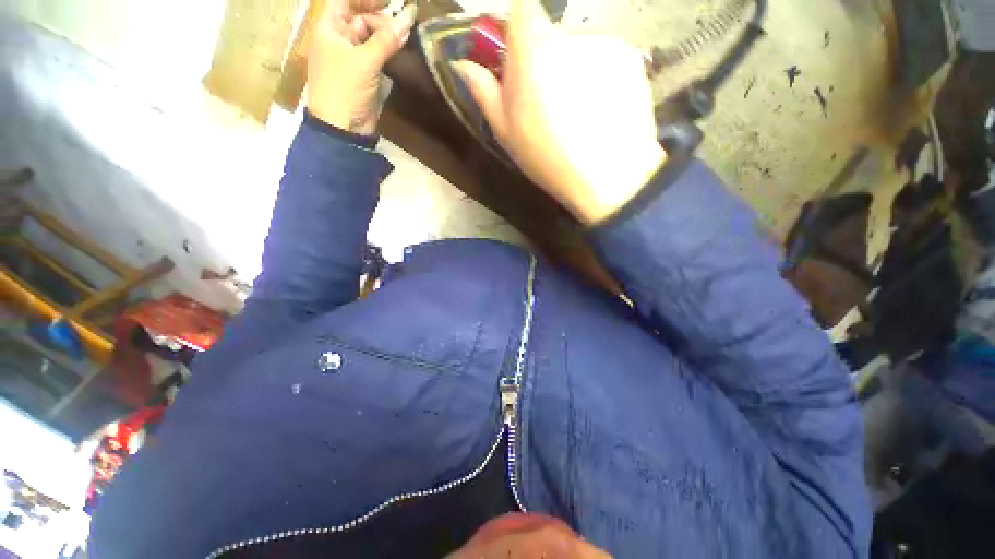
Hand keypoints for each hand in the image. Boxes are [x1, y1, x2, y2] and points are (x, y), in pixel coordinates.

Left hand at [307, 0, 416, 134]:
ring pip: (371, 38)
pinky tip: (402, 51)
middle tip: (403, 26)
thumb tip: (409, 15)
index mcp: (330, 29)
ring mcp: (353, 58)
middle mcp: (340, 39)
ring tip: (406, 37)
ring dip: (388, 36)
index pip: (345, 1)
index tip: (390, 1)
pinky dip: (389, 52)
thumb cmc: (345, 88)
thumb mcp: (365, 61)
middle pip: (361, 18)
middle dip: (381, 19)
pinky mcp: (364, 75)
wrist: (343, 127)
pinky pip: (377, 56)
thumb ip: (387, 39)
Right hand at [454, 0, 664, 224]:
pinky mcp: (629, 56)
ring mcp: (603, 44)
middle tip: (549, 104)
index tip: (519, 61)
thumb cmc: (548, 159)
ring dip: (573, 71)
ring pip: (578, 49)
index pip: (522, 9)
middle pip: (550, 36)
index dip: (517, 31)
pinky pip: (604, 58)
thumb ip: (485, 92)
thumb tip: (463, 64)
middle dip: (545, 61)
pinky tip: (601, 109)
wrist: (607, 176)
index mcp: (532, 52)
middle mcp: (568, 37)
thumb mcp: (507, 133)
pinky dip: (599, 77)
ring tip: (578, 114)